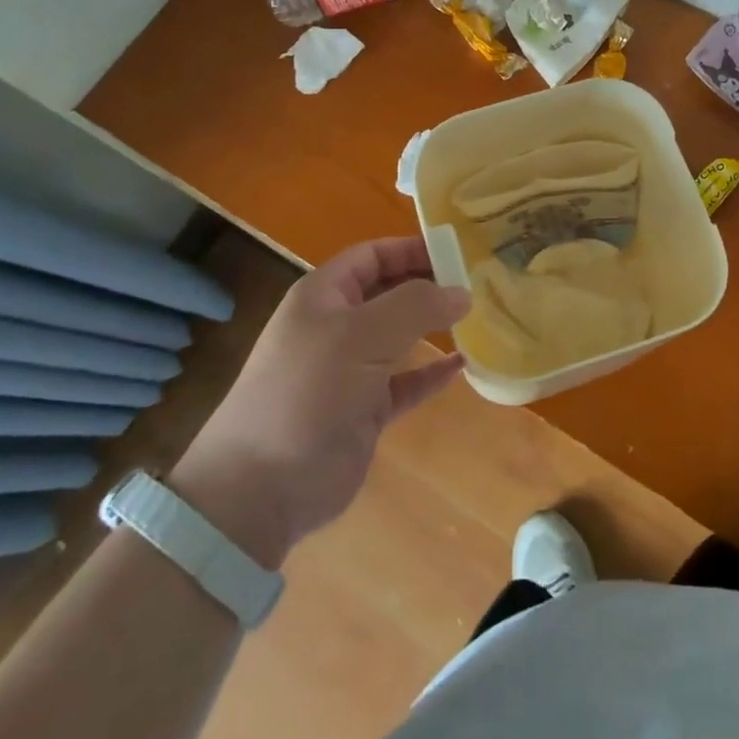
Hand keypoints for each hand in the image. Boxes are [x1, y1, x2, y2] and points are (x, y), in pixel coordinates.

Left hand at [172, 237, 468, 567]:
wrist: (260, 489)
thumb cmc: (309, 391)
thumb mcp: (362, 335)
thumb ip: (416, 305)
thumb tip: (462, 291)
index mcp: (324, 296)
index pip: (373, 255)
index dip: (412, 248)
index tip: (458, 252)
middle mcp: (336, 326)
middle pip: (389, 291)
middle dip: (428, 284)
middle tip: (477, 283)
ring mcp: (349, 370)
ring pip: (399, 336)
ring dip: (434, 326)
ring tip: (477, 317)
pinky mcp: (363, 410)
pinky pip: (405, 381)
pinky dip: (431, 372)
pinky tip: (462, 365)